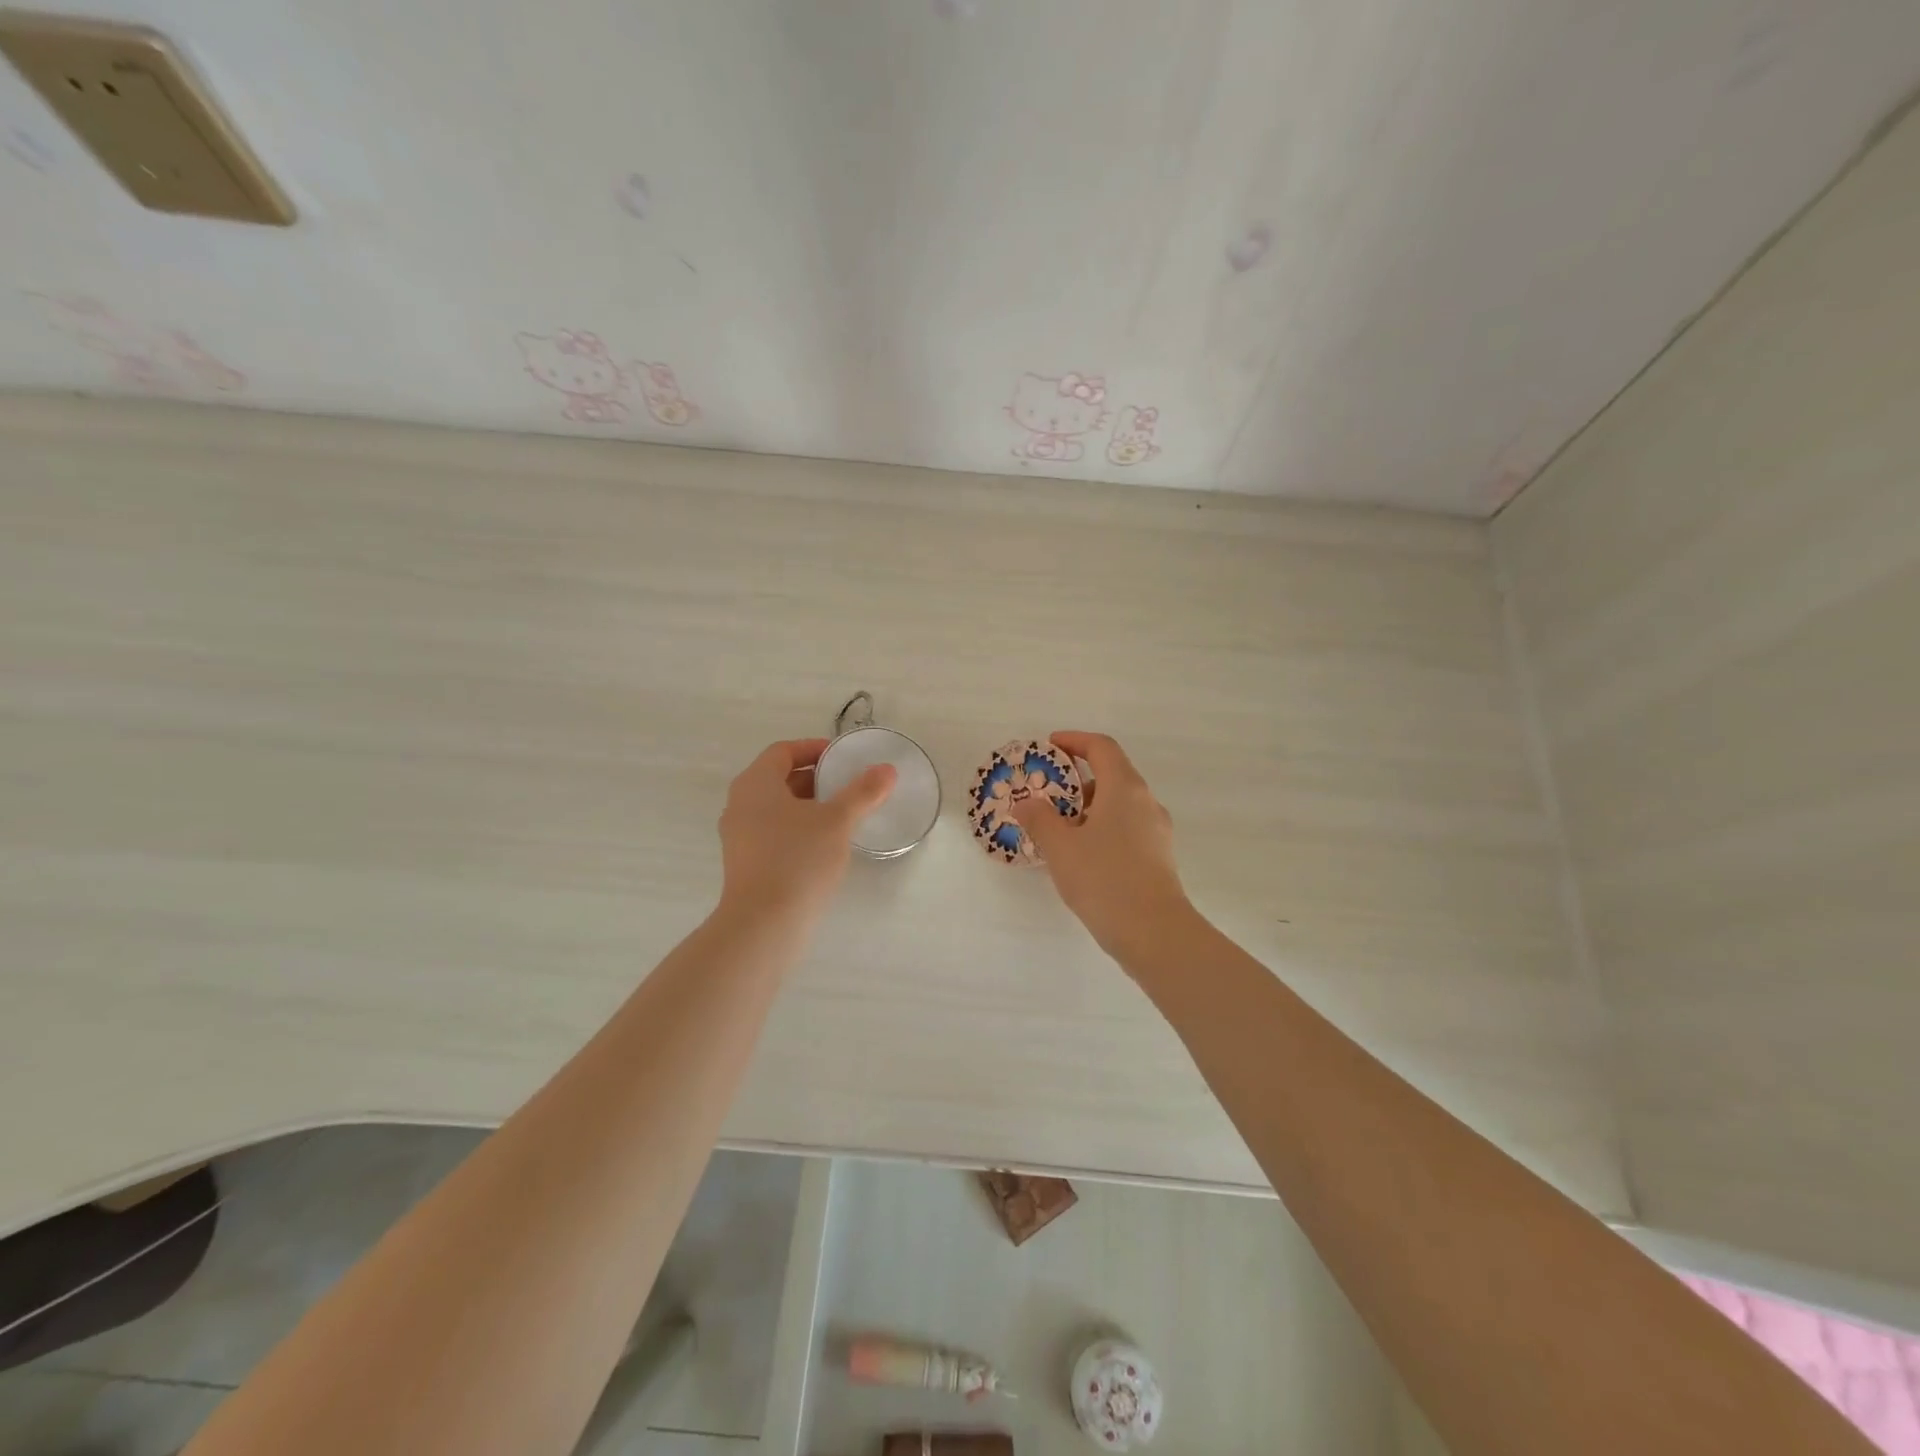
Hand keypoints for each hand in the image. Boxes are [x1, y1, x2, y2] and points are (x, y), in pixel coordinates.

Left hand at [717, 738, 896, 925]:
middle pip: (779, 779)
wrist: (764, 925)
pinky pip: (774, 833)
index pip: (783, 751)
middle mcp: (740, 805)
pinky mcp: (746, 864)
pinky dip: (798, 829)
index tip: (842, 757)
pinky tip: (825, 845)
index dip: (813, 748)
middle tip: (848, 784)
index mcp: (755, 784)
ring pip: (777, 808)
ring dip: (808, 805)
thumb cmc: (798, 859)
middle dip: (815, 778)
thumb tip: (887, 770)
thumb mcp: (837, 821)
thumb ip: (863, 792)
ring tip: (843, 814)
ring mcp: (739, 837)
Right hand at [1012, 731, 1193, 960]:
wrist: (1154, 933)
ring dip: (1088, 806)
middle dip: (1076, 778)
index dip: (1074, 741)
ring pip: (1119, 804)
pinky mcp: (1158, 856)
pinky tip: (1080, 854)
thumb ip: (1039, 819)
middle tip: (1046, 793)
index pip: (1101, 748)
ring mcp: (1156, 830)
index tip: (1050, 746)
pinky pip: (1126, 828)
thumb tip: (1026, 804)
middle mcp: (1145, 801)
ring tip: (1057, 828)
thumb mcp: (1061, 847)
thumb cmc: (1104, 879)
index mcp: (1124, 788)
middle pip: (1111, 774)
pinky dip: (1101, 827)